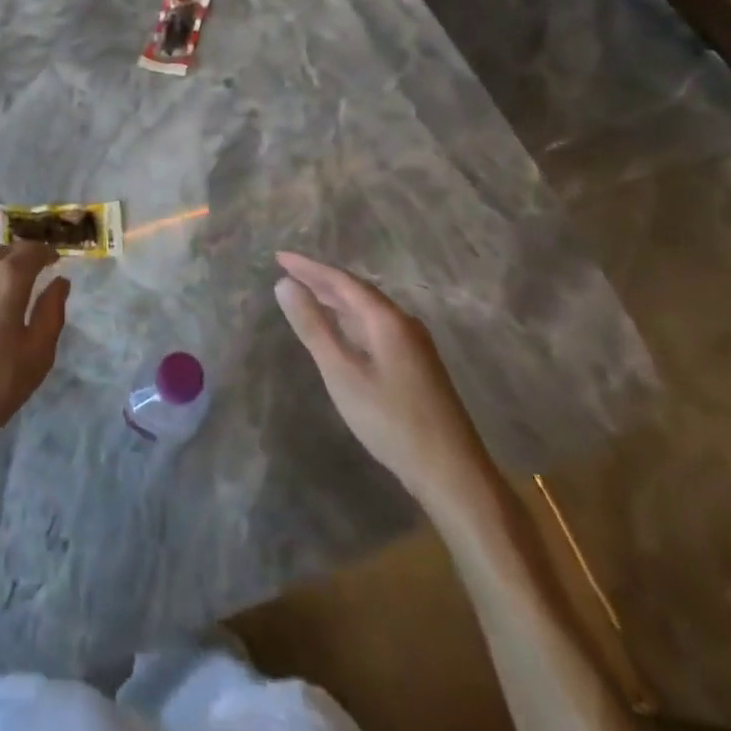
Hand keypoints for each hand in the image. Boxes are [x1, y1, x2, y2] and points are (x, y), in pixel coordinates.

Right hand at [274, 250, 497, 516]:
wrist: (452, 473)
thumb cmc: (391, 421)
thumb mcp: (342, 373)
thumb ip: (313, 327)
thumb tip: (284, 284)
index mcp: (386, 319)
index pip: (341, 280)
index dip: (308, 267)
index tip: (278, 257)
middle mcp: (403, 322)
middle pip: (356, 291)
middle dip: (321, 280)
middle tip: (288, 272)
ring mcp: (413, 344)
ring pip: (367, 310)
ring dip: (336, 299)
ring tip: (307, 294)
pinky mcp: (416, 365)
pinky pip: (375, 327)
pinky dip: (350, 319)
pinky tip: (341, 330)